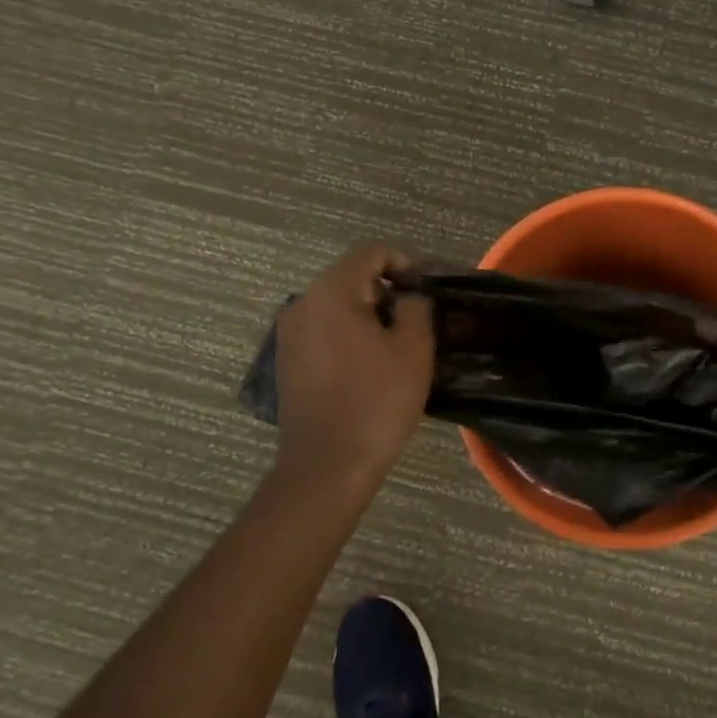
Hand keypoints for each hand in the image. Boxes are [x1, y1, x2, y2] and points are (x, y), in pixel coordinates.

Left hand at [272, 244, 434, 483]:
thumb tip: (411, 296)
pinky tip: (370, 365)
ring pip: (338, 304)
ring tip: (398, 344)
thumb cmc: (377, 401)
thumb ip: (417, 306)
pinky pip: (324, 330)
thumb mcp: (414, 348)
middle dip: (389, 290)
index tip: (428, 291)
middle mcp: (302, 303)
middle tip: (420, 320)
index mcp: (331, 291)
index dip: (406, 262)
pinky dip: (350, 334)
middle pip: (352, 276)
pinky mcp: (288, 360)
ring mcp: (290, 333)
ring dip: (370, 314)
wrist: (327, 465)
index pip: (372, 251)